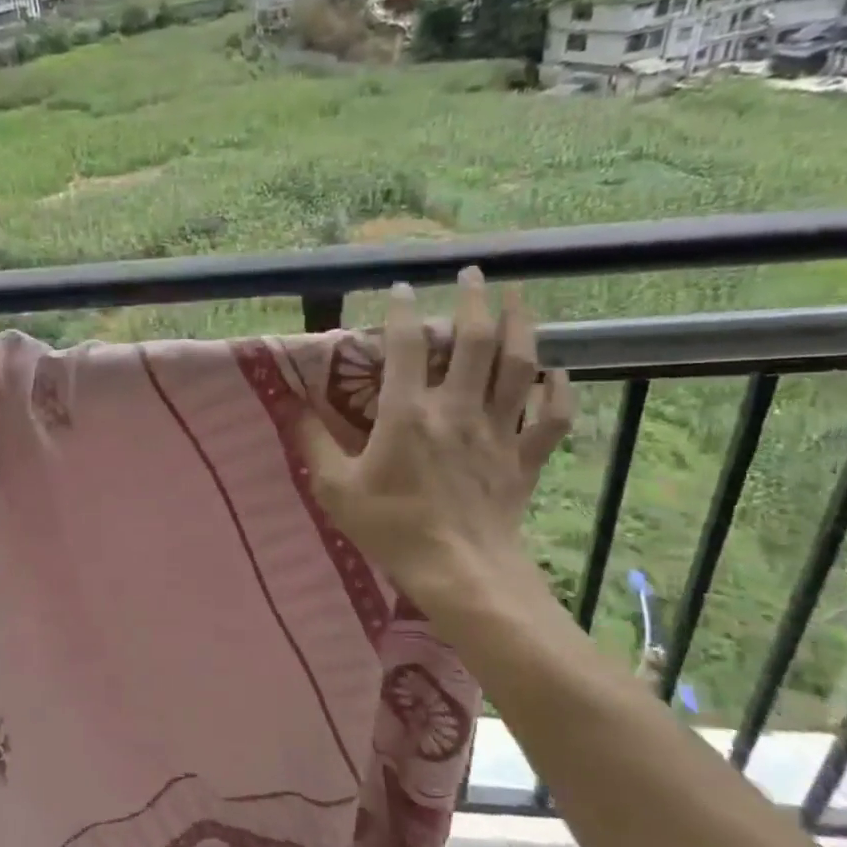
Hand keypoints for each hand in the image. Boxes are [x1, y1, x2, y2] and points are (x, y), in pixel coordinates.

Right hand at [298, 270, 574, 633]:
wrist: (460, 573)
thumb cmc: (392, 529)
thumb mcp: (336, 489)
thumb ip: (313, 443)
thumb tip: (289, 405)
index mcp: (408, 414)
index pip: (406, 347)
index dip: (403, 312)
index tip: (402, 287)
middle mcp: (458, 410)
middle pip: (475, 341)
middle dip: (474, 300)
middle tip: (472, 273)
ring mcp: (498, 432)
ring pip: (519, 366)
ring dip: (521, 325)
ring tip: (518, 298)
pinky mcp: (524, 458)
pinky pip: (552, 416)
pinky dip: (557, 390)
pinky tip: (553, 371)